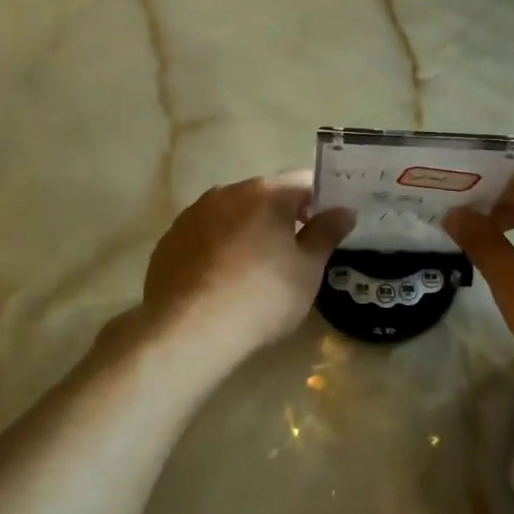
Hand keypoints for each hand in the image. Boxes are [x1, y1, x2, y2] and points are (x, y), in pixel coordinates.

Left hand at [140, 171, 353, 354]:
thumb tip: (344, 210)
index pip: (304, 183)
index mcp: (267, 194)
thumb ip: (326, 234)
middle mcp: (227, 192)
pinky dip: (218, 248)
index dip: (320, 203)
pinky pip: (205, 235)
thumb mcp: (307, 270)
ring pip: (232, 214)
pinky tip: (221, 281)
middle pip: (265, 196)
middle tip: (295, 253)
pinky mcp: (169, 240)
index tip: (326, 229)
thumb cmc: (262, 297)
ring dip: (248, 231)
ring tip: (255, 269)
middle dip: (282, 217)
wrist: (188, 330)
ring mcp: (193, 214)